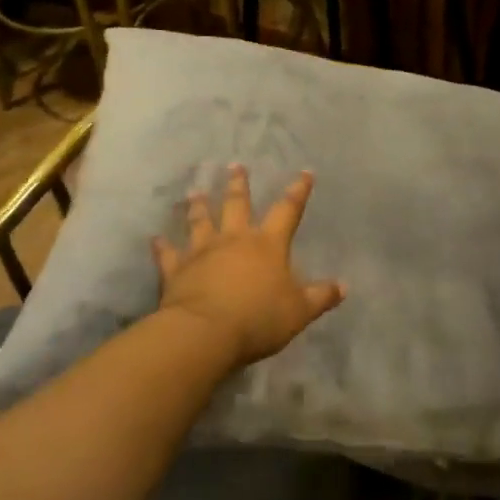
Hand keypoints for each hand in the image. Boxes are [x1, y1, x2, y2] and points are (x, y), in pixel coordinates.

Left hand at [153, 164, 345, 366]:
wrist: (205, 332)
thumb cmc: (259, 318)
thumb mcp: (300, 311)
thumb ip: (321, 297)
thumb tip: (344, 286)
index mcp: (268, 245)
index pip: (287, 211)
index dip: (297, 191)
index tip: (304, 173)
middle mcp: (234, 240)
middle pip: (237, 205)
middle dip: (239, 185)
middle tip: (235, 166)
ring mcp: (202, 252)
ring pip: (200, 222)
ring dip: (198, 206)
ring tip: (195, 192)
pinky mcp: (176, 270)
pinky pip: (168, 254)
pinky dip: (162, 246)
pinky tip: (155, 238)